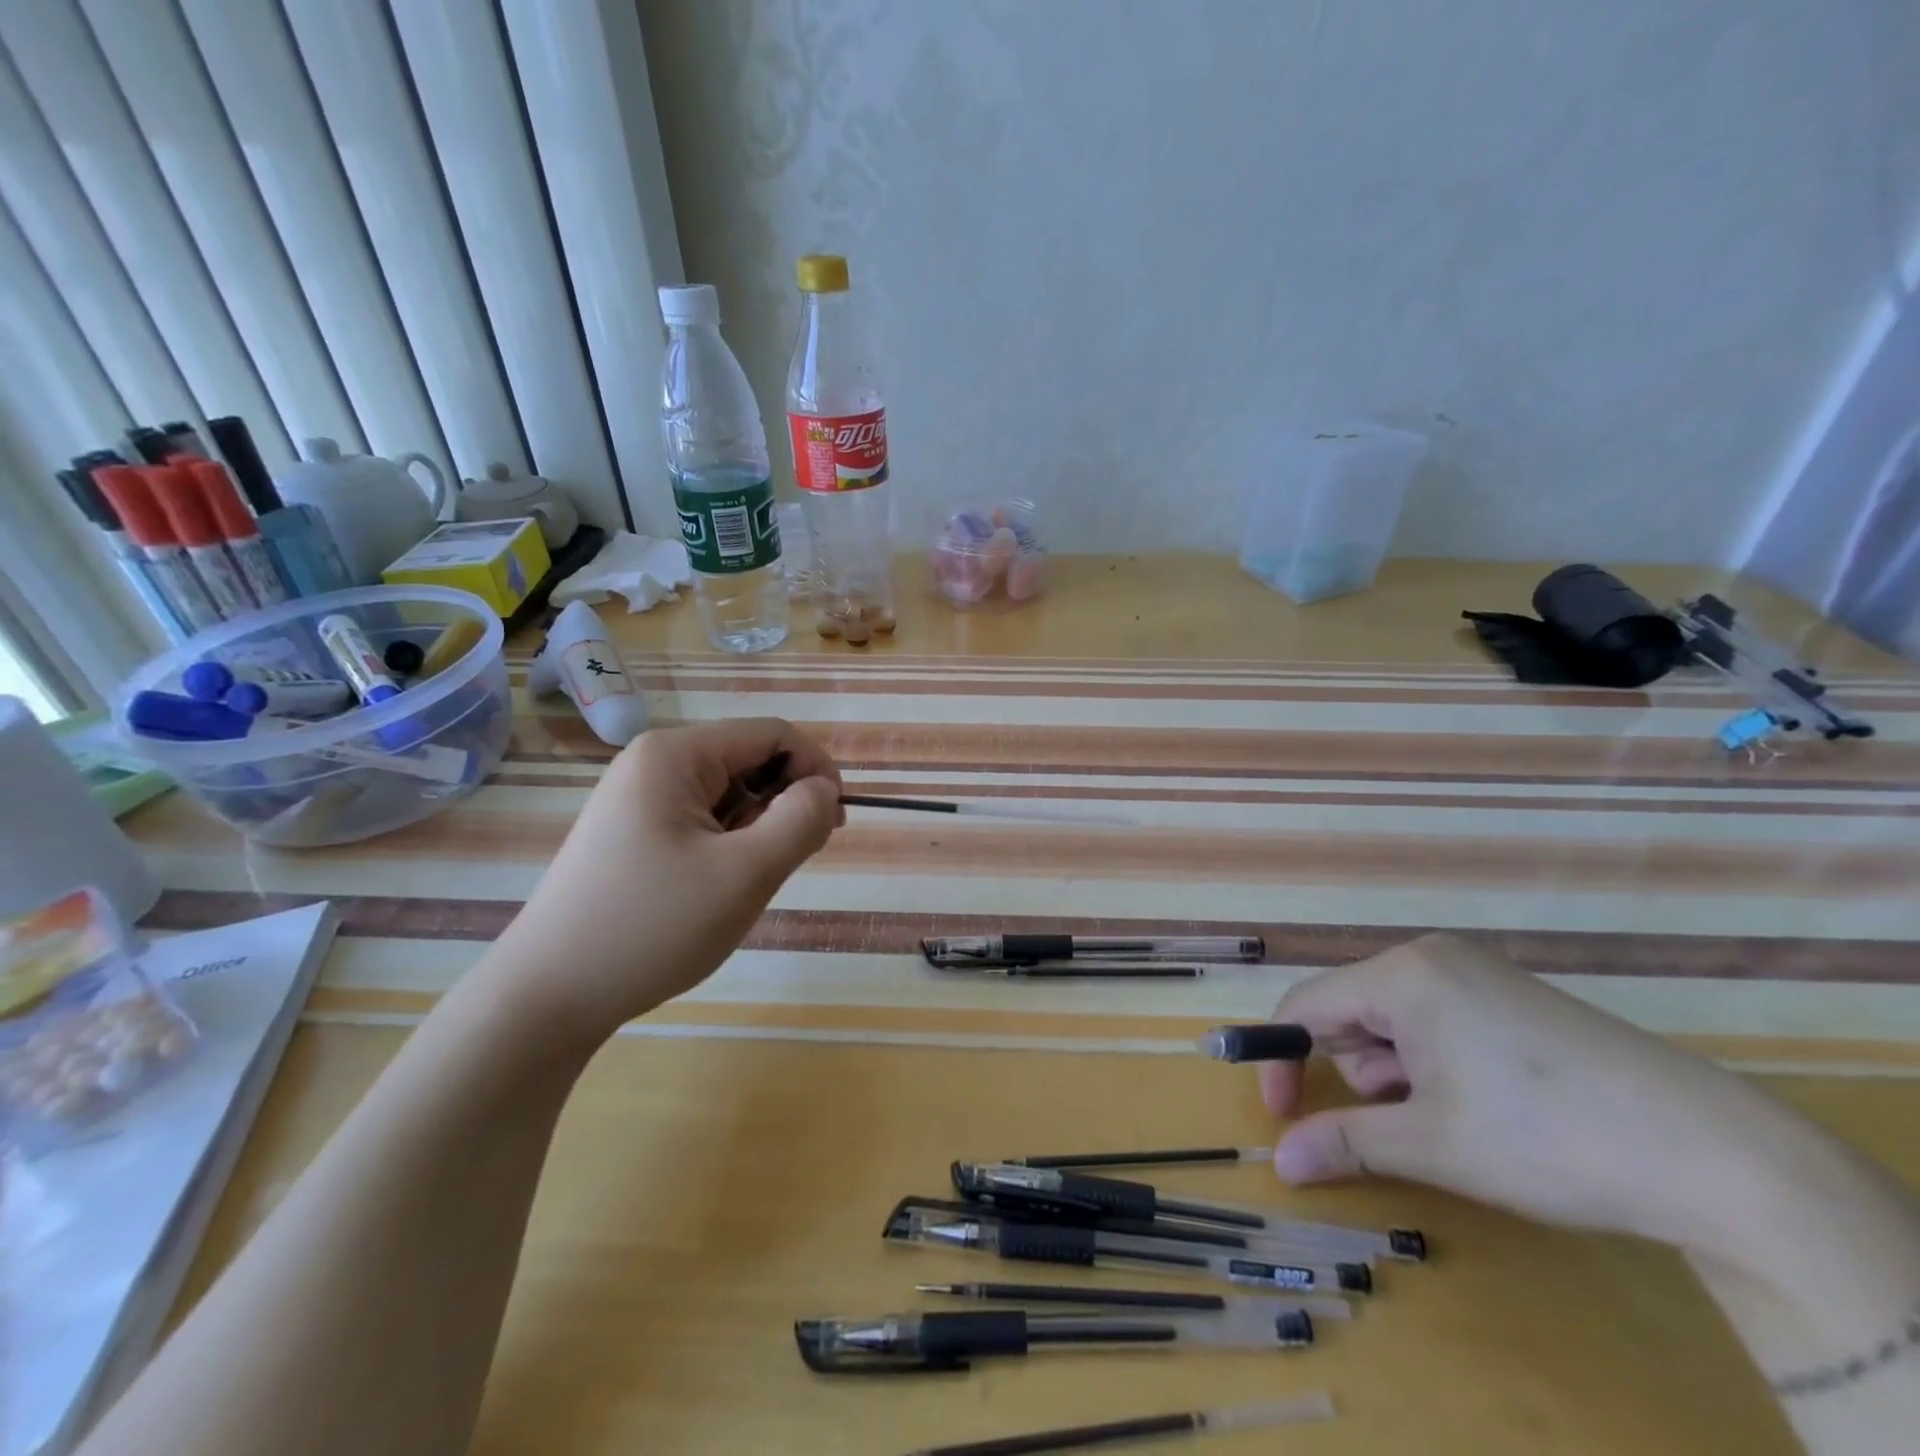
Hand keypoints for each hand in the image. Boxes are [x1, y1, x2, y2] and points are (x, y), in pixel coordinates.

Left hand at [486, 718, 842, 1044]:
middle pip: (749, 760)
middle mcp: (653, 763)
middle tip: (796, 859)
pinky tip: (720, 887)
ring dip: (758, 828)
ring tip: (750, 881)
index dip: (816, 768)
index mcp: (675, 755)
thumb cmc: (652, 927)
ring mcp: (638, 799)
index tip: (835, 821)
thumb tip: (824, 790)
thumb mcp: (745, 873)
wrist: (547, 997)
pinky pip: (702, 820)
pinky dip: (729, 845)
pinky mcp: (632, 833)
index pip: (772, 734)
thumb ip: (800, 820)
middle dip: (786, 802)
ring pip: (728, 794)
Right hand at [1260, 934, 1839, 1265]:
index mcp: (1401, 975)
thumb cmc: (1548, 1137)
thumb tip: (1279, 1161)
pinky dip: (1436, 1061)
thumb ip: (1345, 1143)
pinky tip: (1486, 1099)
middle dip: (1360, 1072)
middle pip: (1350, 1011)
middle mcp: (1430, 956)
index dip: (1280, 1060)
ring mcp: (1475, 970)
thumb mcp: (1434, 1145)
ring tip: (1457, 1115)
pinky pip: (1436, 1018)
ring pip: (1394, 1019)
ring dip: (1400, 1071)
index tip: (1283, 1117)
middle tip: (1407, 1122)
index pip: (1305, 1007)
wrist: (1717, 1154)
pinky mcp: (1510, 993)